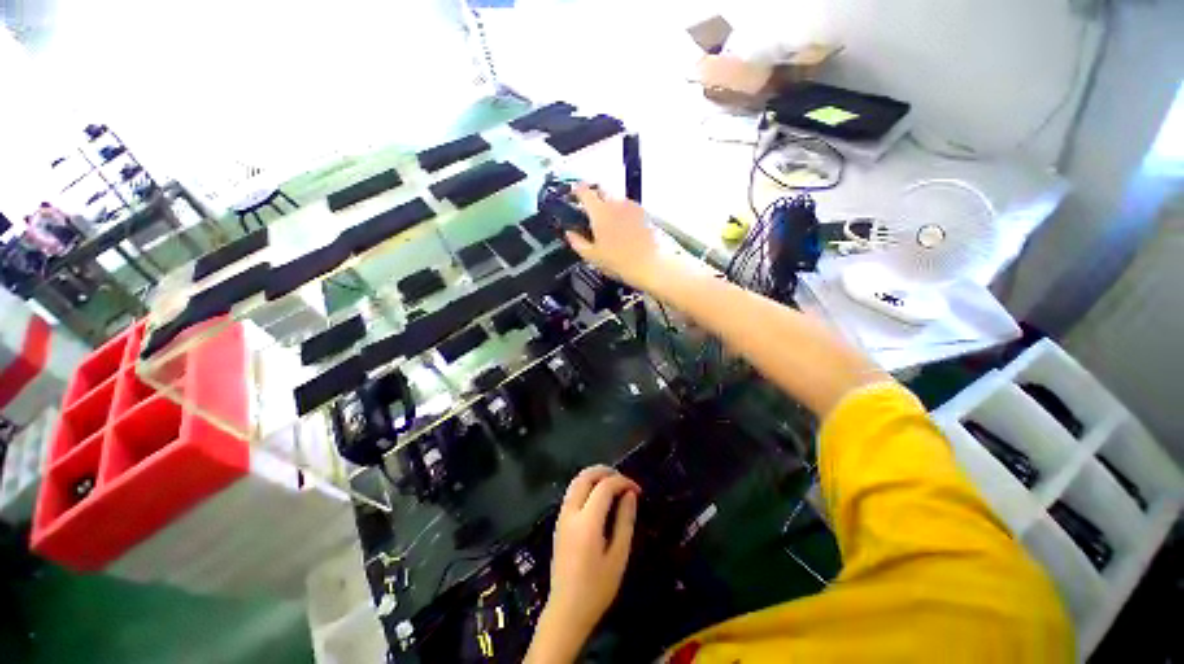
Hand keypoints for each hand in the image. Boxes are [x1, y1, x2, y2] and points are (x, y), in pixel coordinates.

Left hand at [527, 466, 639, 662]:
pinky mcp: (559, 522)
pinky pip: (572, 492)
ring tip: (614, 485)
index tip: (638, 490)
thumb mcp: (618, 557)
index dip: (623, 482)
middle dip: (606, 471)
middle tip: (624, 480)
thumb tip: (630, 495)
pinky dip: (586, 485)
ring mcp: (562, 516)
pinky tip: (599, 497)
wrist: (566, 611)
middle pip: (585, 476)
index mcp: (587, 522)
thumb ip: (624, 521)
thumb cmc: (596, 588)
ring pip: (576, 481)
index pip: (604, 486)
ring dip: (595, 476)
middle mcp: (571, 513)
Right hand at [566, 185, 661, 289]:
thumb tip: (570, 234)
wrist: (650, 265)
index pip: (583, 191)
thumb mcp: (592, 257)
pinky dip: (623, 213)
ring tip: (608, 224)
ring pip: (616, 198)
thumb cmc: (621, 262)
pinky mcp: (644, 213)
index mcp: (599, 212)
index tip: (573, 194)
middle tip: (589, 211)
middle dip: (593, 196)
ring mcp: (632, 206)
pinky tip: (623, 229)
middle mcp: (615, 203)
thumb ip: (577, 242)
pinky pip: (629, 207)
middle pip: (601, 190)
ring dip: (609, 205)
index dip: (576, 190)